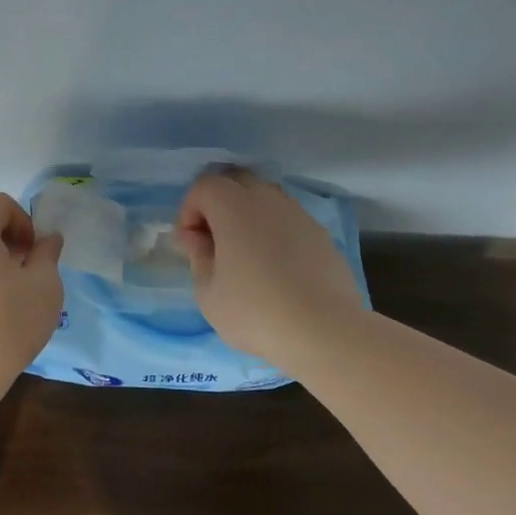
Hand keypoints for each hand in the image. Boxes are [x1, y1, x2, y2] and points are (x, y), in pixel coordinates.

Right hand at [176, 170, 363, 372]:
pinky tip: (275, 268)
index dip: (189, 211)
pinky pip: (288, 220)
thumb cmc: (255, 312)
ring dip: (247, 216)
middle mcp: (268, 200)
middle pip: (236, 182)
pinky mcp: (321, 234)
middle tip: (214, 243)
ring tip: (245, 256)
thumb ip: (198, 256)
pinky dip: (273, 232)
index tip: (190, 245)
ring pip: (265, 199)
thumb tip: (196, 237)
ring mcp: (299, 214)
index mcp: (235, 207)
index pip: (204, 186)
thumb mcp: (209, 293)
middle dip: (218, 205)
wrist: (325, 332)